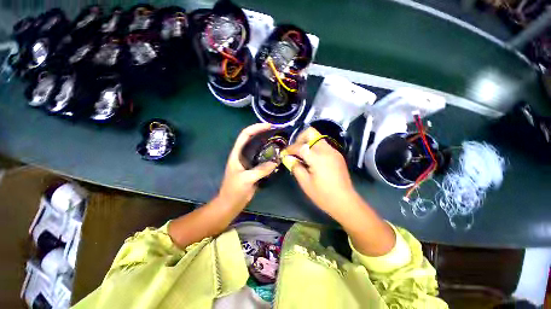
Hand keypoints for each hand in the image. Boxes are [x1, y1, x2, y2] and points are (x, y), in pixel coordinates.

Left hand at [218, 123, 277, 210]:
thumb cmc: (234, 190)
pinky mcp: (254, 169)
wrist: (231, 203)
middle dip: (263, 134)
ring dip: (267, 145)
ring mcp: (249, 162)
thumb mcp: (246, 179)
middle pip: (253, 140)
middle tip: (277, 133)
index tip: (268, 126)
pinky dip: (269, 156)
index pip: (245, 135)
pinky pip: (263, 159)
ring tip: (279, 142)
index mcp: (237, 154)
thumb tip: (276, 162)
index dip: (255, 128)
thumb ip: (261, 170)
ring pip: (258, 149)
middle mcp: (242, 155)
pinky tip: (277, 156)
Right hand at [283, 127, 356, 215]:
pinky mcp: (337, 155)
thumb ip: (295, 167)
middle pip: (311, 133)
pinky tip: (313, 160)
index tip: (284, 153)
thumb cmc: (323, 194)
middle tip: (295, 150)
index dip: (290, 149)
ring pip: (317, 138)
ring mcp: (333, 151)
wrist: (345, 202)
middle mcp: (326, 150)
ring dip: (307, 143)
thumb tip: (289, 158)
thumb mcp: (305, 183)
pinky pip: (323, 145)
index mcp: (317, 157)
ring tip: (303, 156)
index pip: (300, 146)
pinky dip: (315, 148)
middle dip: (300, 139)